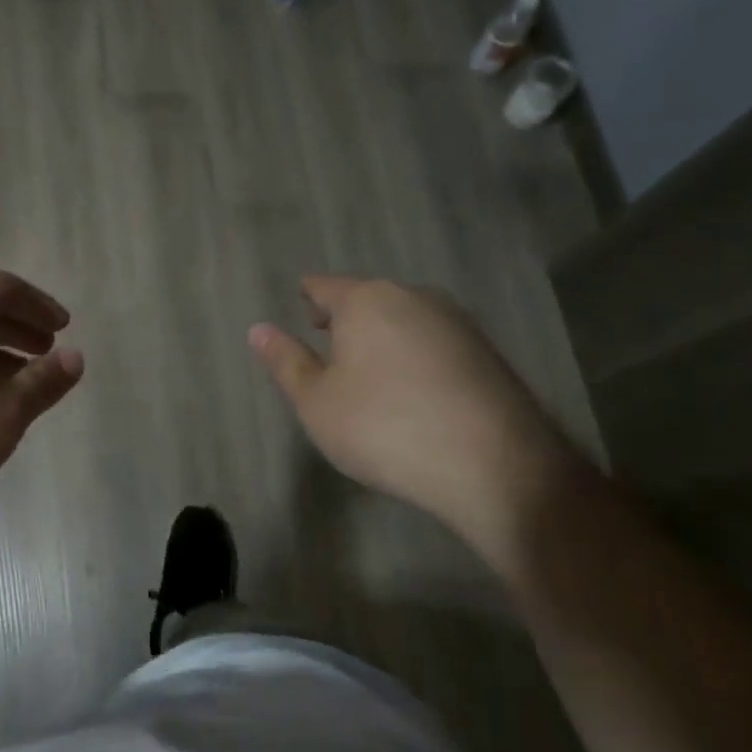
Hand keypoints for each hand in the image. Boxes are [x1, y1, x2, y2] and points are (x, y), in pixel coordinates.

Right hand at [250, 276, 585, 556]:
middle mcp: (413, 297)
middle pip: (367, 299)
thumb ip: (286, 362)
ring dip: (382, 336)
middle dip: (345, 317)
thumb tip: (257, 329)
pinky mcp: (486, 351)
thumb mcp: (317, 402)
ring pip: (404, 318)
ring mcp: (456, 322)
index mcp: (365, 301)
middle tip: (328, 340)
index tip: (301, 303)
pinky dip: (414, 354)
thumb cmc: (385, 428)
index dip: (308, 296)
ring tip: (368, 368)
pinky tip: (412, 388)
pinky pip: (433, 342)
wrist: (494, 465)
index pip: (324, 287)